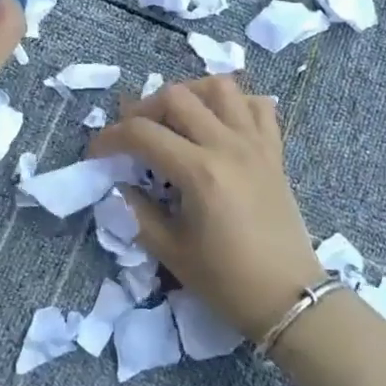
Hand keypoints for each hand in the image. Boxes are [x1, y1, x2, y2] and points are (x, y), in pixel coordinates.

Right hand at [87, 76, 324, 338]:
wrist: (289, 298)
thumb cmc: (228, 281)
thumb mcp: (172, 252)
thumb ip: (138, 213)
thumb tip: (119, 186)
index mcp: (199, 172)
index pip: (142, 134)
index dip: (111, 137)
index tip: (97, 152)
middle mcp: (227, 145)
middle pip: (176, 96)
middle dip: (144, 108)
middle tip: (132, 132)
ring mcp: (255, 143)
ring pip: (220, 87)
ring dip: (189, 93)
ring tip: (175, 117)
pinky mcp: (274, 151)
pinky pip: (258, 106)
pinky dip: (235, 104)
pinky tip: (219, 124)